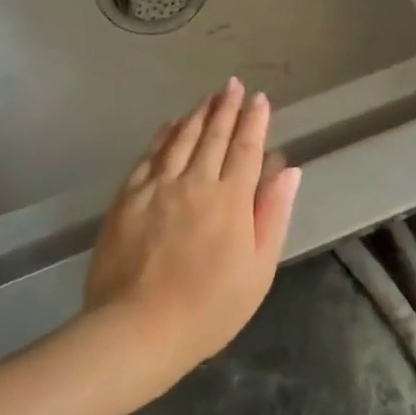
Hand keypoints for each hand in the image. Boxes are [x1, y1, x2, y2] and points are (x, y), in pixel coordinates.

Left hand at [84, 79, 302, 378]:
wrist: (137, 329)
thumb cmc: (208, 308)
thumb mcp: (258, 269)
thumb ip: (273, 214)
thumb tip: (288, 169)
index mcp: (230, 200)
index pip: (246, 148)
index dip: (255, 121)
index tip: (260, 99)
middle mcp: (194, 182)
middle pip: (214, 136)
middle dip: (226, 107)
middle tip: (232, 85)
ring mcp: (156, 187)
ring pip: (180, 139)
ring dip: (197, 115)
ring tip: (208, 97)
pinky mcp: (127, 198)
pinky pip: (149, 156)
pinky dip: (162, 136)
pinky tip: (169, 125)